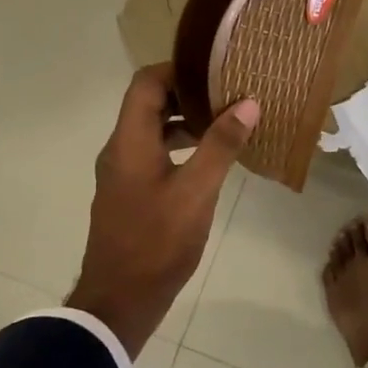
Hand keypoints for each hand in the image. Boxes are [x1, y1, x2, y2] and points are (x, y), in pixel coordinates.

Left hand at [66, 64, 257, 356]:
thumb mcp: (196, 192)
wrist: (121, 299)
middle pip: (149, 105)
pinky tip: (212, 162)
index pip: (146, 83)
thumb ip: (221, 146)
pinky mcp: (131, 195)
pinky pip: (155, 156)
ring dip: (187, 123)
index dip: (178, 69)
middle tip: (230, 92)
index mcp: (129, 142)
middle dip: (188, 95)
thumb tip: (248, 102)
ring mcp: (123, 175)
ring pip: (154, 132)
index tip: (216, 68)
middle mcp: (120, 150)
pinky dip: (182, 149)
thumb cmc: (158, 242)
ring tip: (228, 123)